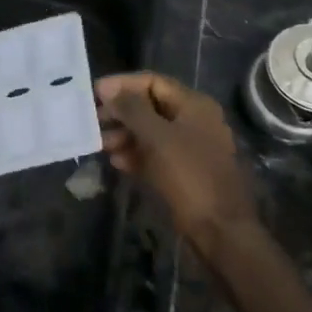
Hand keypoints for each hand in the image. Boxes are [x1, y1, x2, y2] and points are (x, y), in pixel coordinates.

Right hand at [96, 73, 259, 263]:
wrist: (219, 228)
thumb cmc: (189, 175)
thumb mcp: (157, 138)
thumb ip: (132, 109)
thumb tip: (108, 89)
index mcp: (194, 105)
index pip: (153, 82)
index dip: (123, 84)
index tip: (95, 93)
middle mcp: (193, 121)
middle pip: (151, 106)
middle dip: (121, 112)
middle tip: (93, 121)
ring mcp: (189, 147)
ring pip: (151, 132)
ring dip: (124, 135)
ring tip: (100, 144)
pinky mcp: (183, 171)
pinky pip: (155, 155)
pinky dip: (136, 155)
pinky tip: (116, 162)